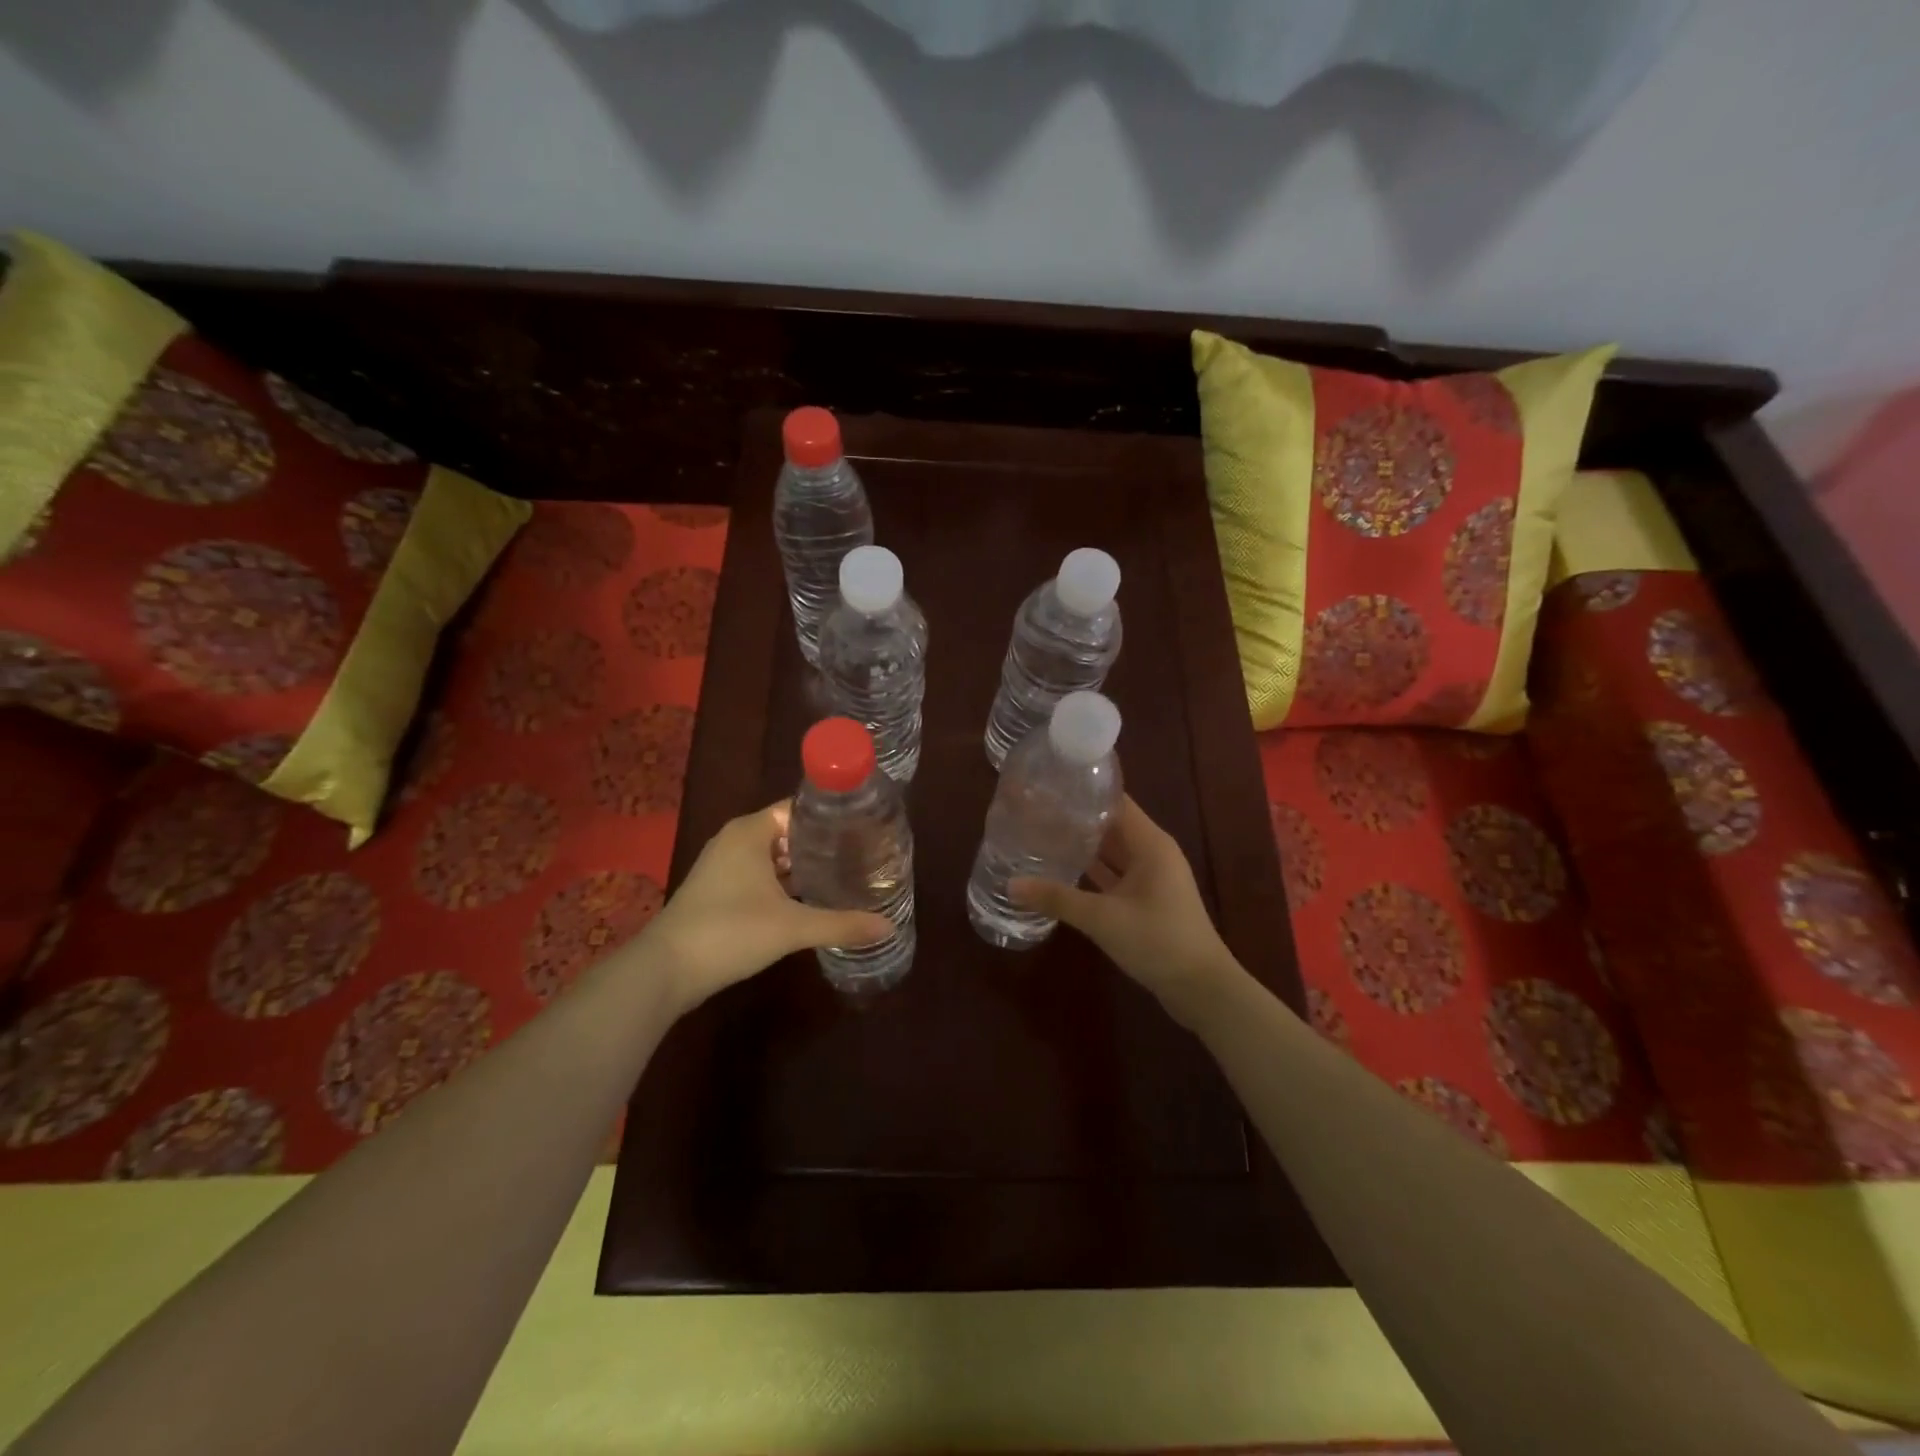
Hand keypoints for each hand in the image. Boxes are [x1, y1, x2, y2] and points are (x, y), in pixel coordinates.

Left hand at [642, 801, 893, 1013]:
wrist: (665, 971)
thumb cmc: (730, 932)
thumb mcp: (793, 927)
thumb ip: (841, 924)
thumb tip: (888, 928)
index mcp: (751, 832)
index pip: (798, 808)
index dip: (830, 817)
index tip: (863, 827)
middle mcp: (735, 841)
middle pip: (788, 832)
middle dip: (821, 844)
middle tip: (862, 854)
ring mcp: (723, 867)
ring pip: (772, 857)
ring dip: (803, 867)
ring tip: (844, 874)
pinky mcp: (717, 892)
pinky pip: (759, 877)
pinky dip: (784, 884)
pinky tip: (810, 899)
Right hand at [1011, 796, 1244, 1024]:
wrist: (1202, 989)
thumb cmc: (1158, 941)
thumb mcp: (1103, 919)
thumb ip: (1057, 899)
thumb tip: (1011, 885)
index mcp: (1151, 844)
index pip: (1115, 802)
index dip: (1085, 791)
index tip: (1049, 784)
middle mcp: (1152, 853)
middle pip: (1111, 825)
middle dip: (1077, 818)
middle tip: (1035, 810)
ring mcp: (1151, 878)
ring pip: (1112, 852)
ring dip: (1083, 845)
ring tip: (1042, 834)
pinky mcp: (1146, 900)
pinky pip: (1114, 875)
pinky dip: (1091, 871)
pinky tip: (1062, 870)